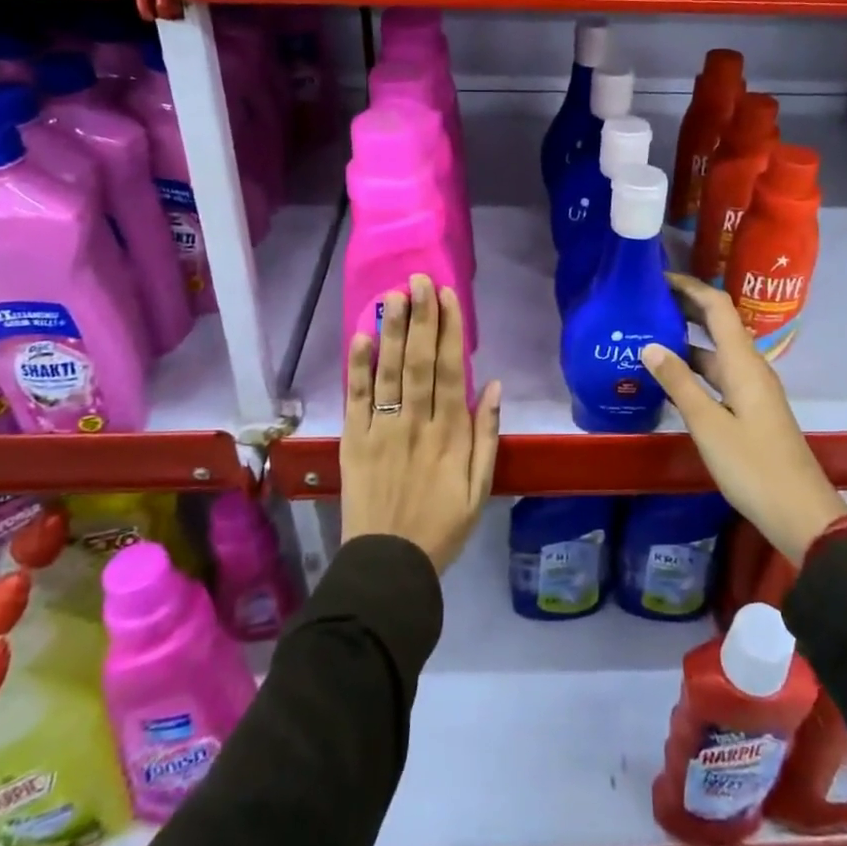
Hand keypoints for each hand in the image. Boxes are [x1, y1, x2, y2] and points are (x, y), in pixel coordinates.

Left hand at [342, 275, 501, 573]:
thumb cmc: (442, 527)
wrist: (389, 566)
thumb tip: (492, 386)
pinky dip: (358, 367)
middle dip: (421, 317)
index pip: (449, 370)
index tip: (448, 296)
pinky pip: (356, 399)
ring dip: (392, 331)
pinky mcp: (354, 442)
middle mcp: (416, 423)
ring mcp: (381, 430)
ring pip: (388, 372)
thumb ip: (487, 435)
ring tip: (394, 295)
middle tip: (419, 279)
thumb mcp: (480, 488)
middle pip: (418, 361)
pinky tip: (362, 336)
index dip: (449, 330)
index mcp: (450, 433)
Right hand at [643, 273, 846, 565]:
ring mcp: (752, 389)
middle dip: (685, 307)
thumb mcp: (709, 425)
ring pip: (716, 352)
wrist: (800, 512)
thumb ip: (679, 383)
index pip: (718, 307)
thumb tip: (650, 345)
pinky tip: (669, 376)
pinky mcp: (750, 410)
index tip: (657, 278)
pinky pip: (718, 374)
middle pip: (718, 324)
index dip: (690, 287)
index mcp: (744, 363)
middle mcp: (750, 368)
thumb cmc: (753, 466)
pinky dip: (694, 367)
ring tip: (648, 334)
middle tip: (645, 301)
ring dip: (687, 338)